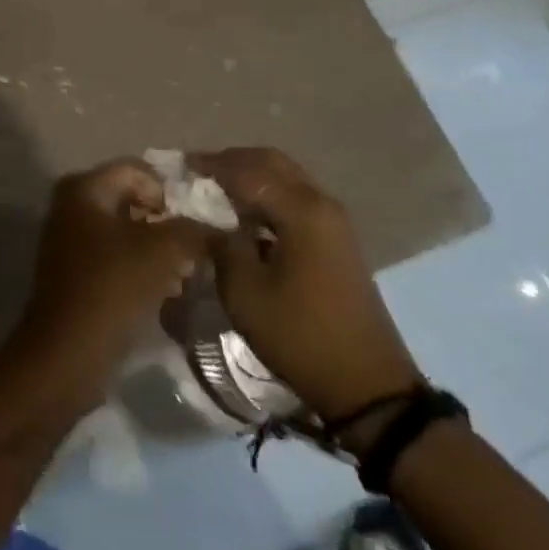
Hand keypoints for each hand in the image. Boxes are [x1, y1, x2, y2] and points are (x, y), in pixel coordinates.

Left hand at [15, 160, 209, 402]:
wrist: (66, 355)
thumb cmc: (112, 289)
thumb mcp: (163, 252)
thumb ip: (193, 230)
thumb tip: (214, 226)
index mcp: (85, 188)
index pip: (138, 171)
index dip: (170, 193)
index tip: (194, 224)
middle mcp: (72, 206)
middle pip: (132, 201)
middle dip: (166, 224)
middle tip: (194, 250)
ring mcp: (70, 241)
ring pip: (126, 233)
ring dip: (157, 251)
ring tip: (185, 275)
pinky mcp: (75, 274)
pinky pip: (116, 259)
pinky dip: (141, 269)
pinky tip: (166, 293)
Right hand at [191, 147, 420, 421]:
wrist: (368, 386)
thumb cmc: (300, 336)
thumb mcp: (245, 292)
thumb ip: (221, 244)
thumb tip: (205, 218)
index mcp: (300, 208)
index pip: (247, 170)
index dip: (211, 165)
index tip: (180, 166)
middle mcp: (320, 202)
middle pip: (271, 162)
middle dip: (232, 162)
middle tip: (198, 173)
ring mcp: (333, 220)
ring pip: (286, 178)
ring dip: (251, 177)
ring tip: (216, 192)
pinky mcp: (337, 239)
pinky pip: (296, 199)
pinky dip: (268, 196)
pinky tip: (246, 216)